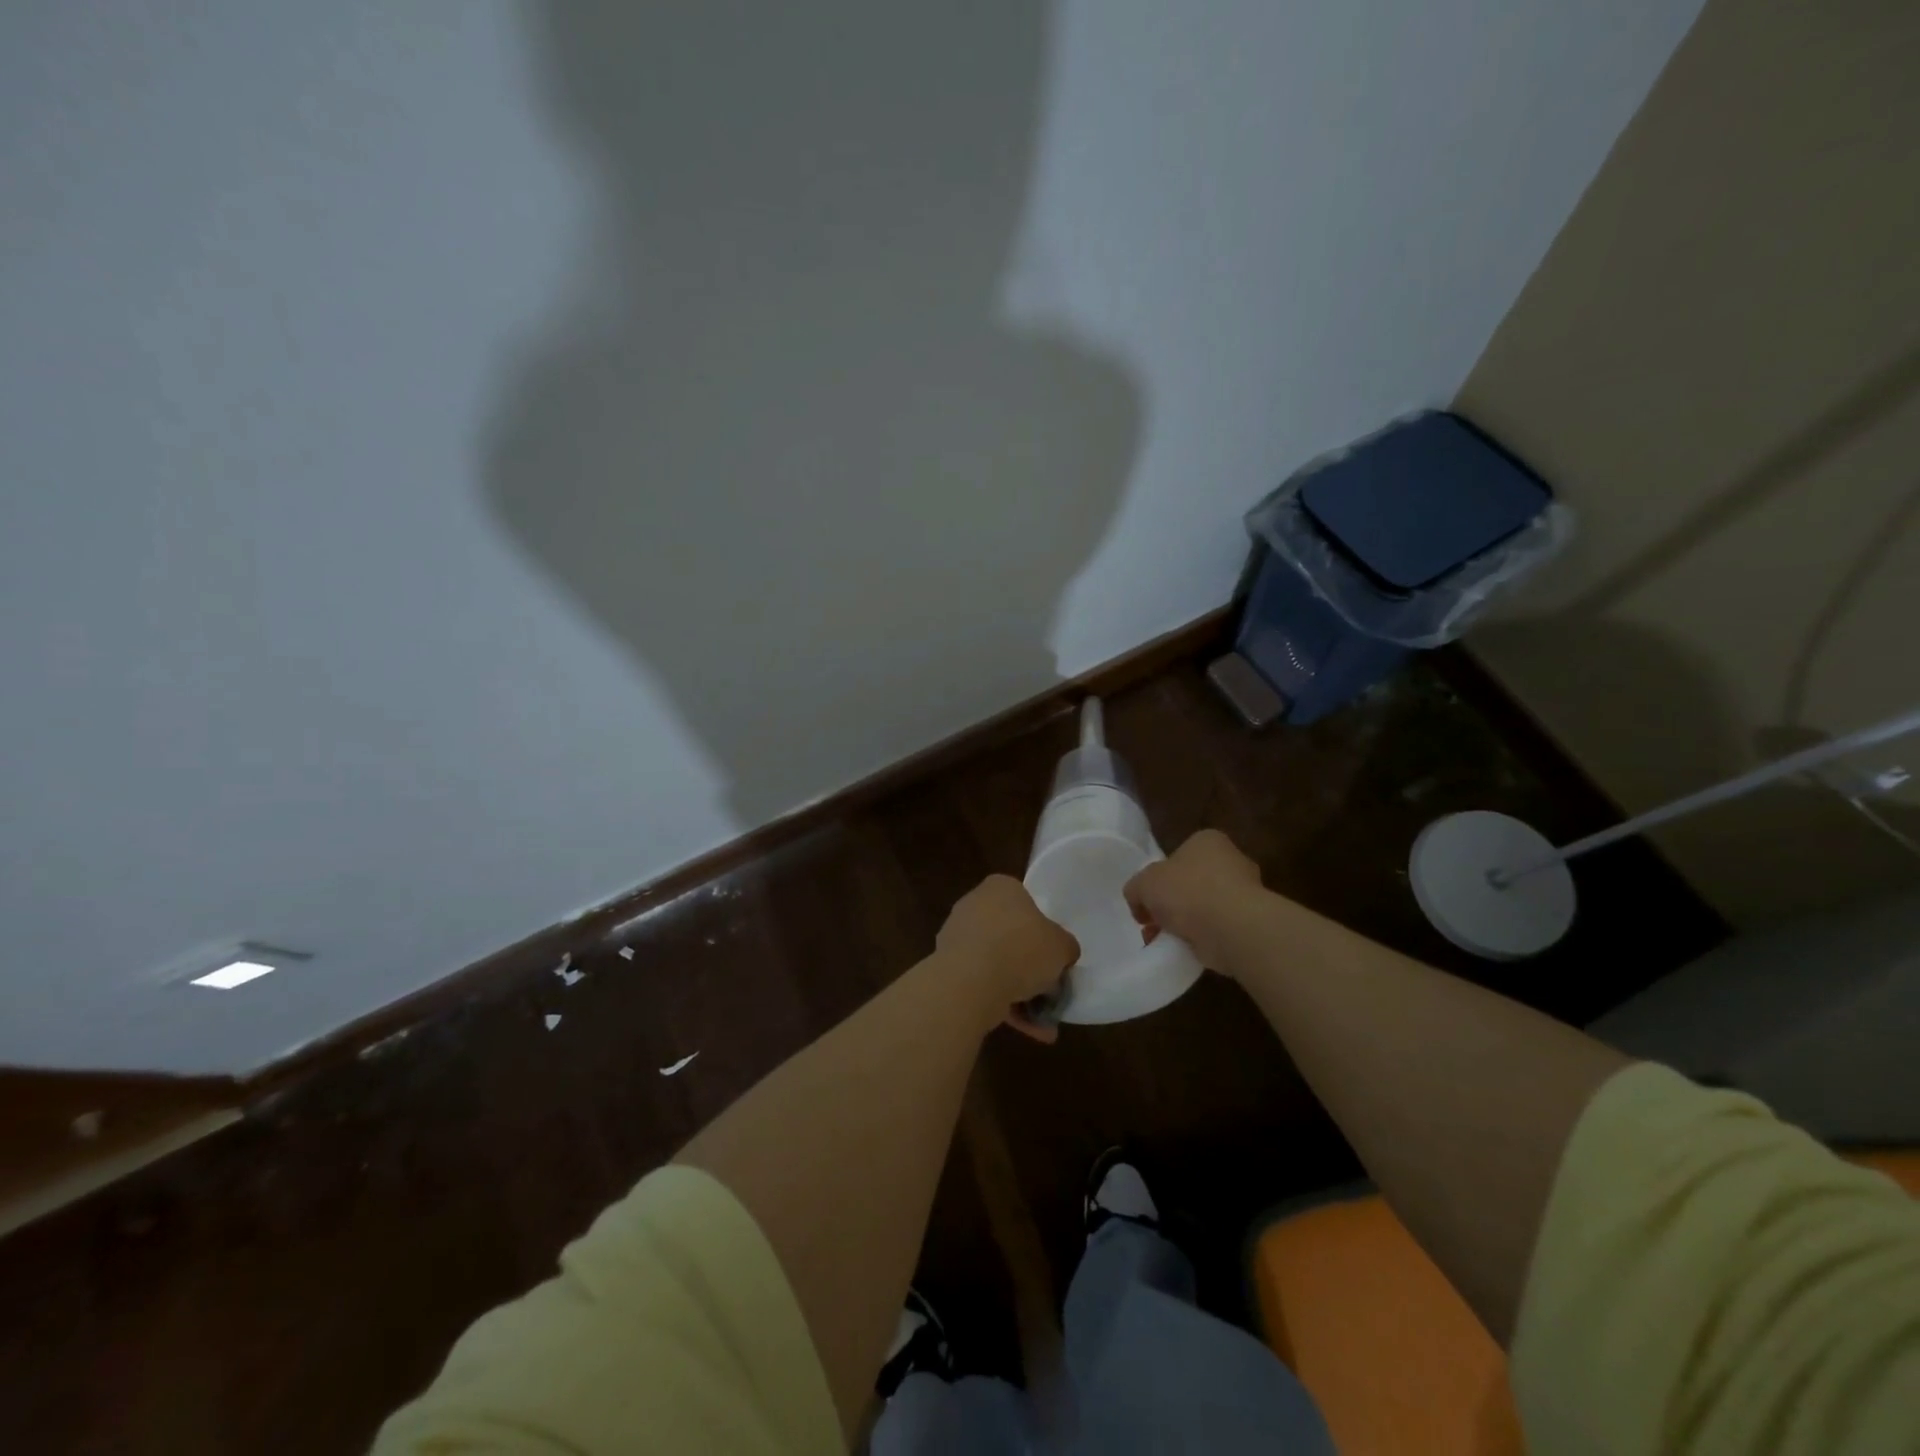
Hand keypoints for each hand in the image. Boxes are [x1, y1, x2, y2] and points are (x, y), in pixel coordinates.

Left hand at [936, 875, 1078, 1042]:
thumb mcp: (1062, 946)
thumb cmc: (1021, 948)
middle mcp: (974, 905)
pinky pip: (982, 983)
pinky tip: (1027, 1029)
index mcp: (1000, 887)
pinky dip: (1002, 1003)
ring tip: (1043, 1023)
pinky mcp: (947, 967)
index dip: (1042, 929)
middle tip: (1050, 989)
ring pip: (996, 963)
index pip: (1025, 901)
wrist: (971, 981)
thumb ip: (1065, 947)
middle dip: (1029, 966)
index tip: (1054, 954)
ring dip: (1019, 992)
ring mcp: (957, 936)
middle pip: (1009, 935)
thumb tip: (1063, 953)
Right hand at [1122, 829, 1264, 975]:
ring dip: (1182, 925)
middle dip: (1170, 904)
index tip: (1147, 900)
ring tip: (1163, 942)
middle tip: (1152, 923)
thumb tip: (1139, 903)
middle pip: (1191, 883)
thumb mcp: (1144, 883)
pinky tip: (1184, 950)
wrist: (1232, 928)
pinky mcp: (1250, 922)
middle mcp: (1231, 861)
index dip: (1158, 877)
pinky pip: (1217, 929)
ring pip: (1203, 908)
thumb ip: (1136, 889)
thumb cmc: (1188, 891)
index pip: (1178, 855)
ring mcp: (1245, 893)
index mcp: (1208, 841)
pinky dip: (1201, 939)